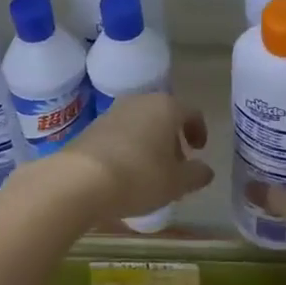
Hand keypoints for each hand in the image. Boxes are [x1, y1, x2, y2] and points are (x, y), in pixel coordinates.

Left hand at [59, 94, 212, 223]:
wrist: (80, 180)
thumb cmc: (139, 176)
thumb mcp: (176, 183)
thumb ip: (197, 174)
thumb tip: (205, 170)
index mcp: (166, 107)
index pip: (192, 113)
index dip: (199, 131)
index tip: (199, 150)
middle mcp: (140, 101)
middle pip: (164, 116)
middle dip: (173, 139)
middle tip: (176, 165)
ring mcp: (113, 112)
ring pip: (141, 124)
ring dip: (150, 143)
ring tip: (150, 172)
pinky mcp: (92, 126)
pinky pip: (120, 134)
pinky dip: (129, 148)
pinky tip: (126, 172)